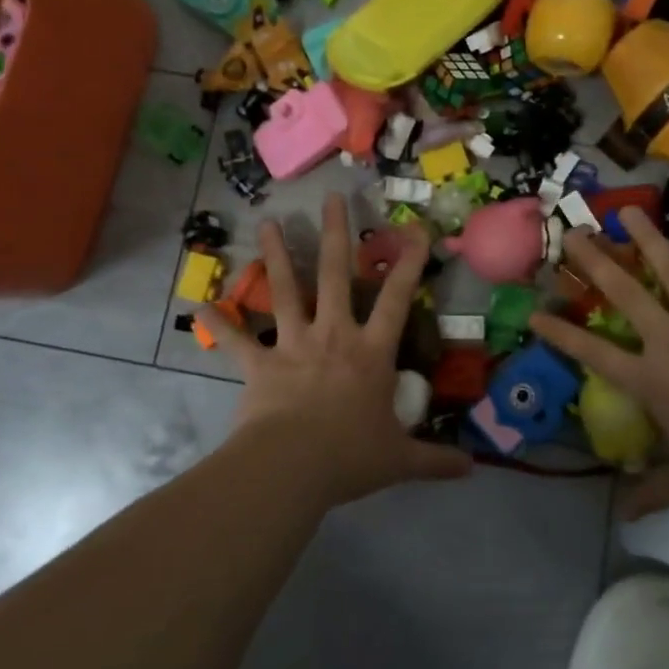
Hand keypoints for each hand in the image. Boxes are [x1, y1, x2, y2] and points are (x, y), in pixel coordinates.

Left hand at [197, 194, 473, 505]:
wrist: (291, 467)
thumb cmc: (350, 456)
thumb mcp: (400, 460)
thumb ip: (435, 460)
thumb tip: (471, 469)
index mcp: (371, 352)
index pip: (397, 298)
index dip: (409, 262)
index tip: (416, 229)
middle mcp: (333, 335)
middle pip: (335, 274)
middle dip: (335, 233)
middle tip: (331, 198)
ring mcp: (293, 345)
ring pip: (285, 290)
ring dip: (276, 254)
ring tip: (268, 221)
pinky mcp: (260, 364)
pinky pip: (237, 340)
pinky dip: (218, 322)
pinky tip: (197, 303)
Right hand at [529, 209, 668, 517]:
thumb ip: (655, 491)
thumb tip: (623, 516)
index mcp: (652, 379)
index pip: (593, 352)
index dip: (560, 333)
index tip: (535, 312)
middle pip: (625, 294)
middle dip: (594, 261)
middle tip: (572, 233)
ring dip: (649, 240)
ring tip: (629, 211)